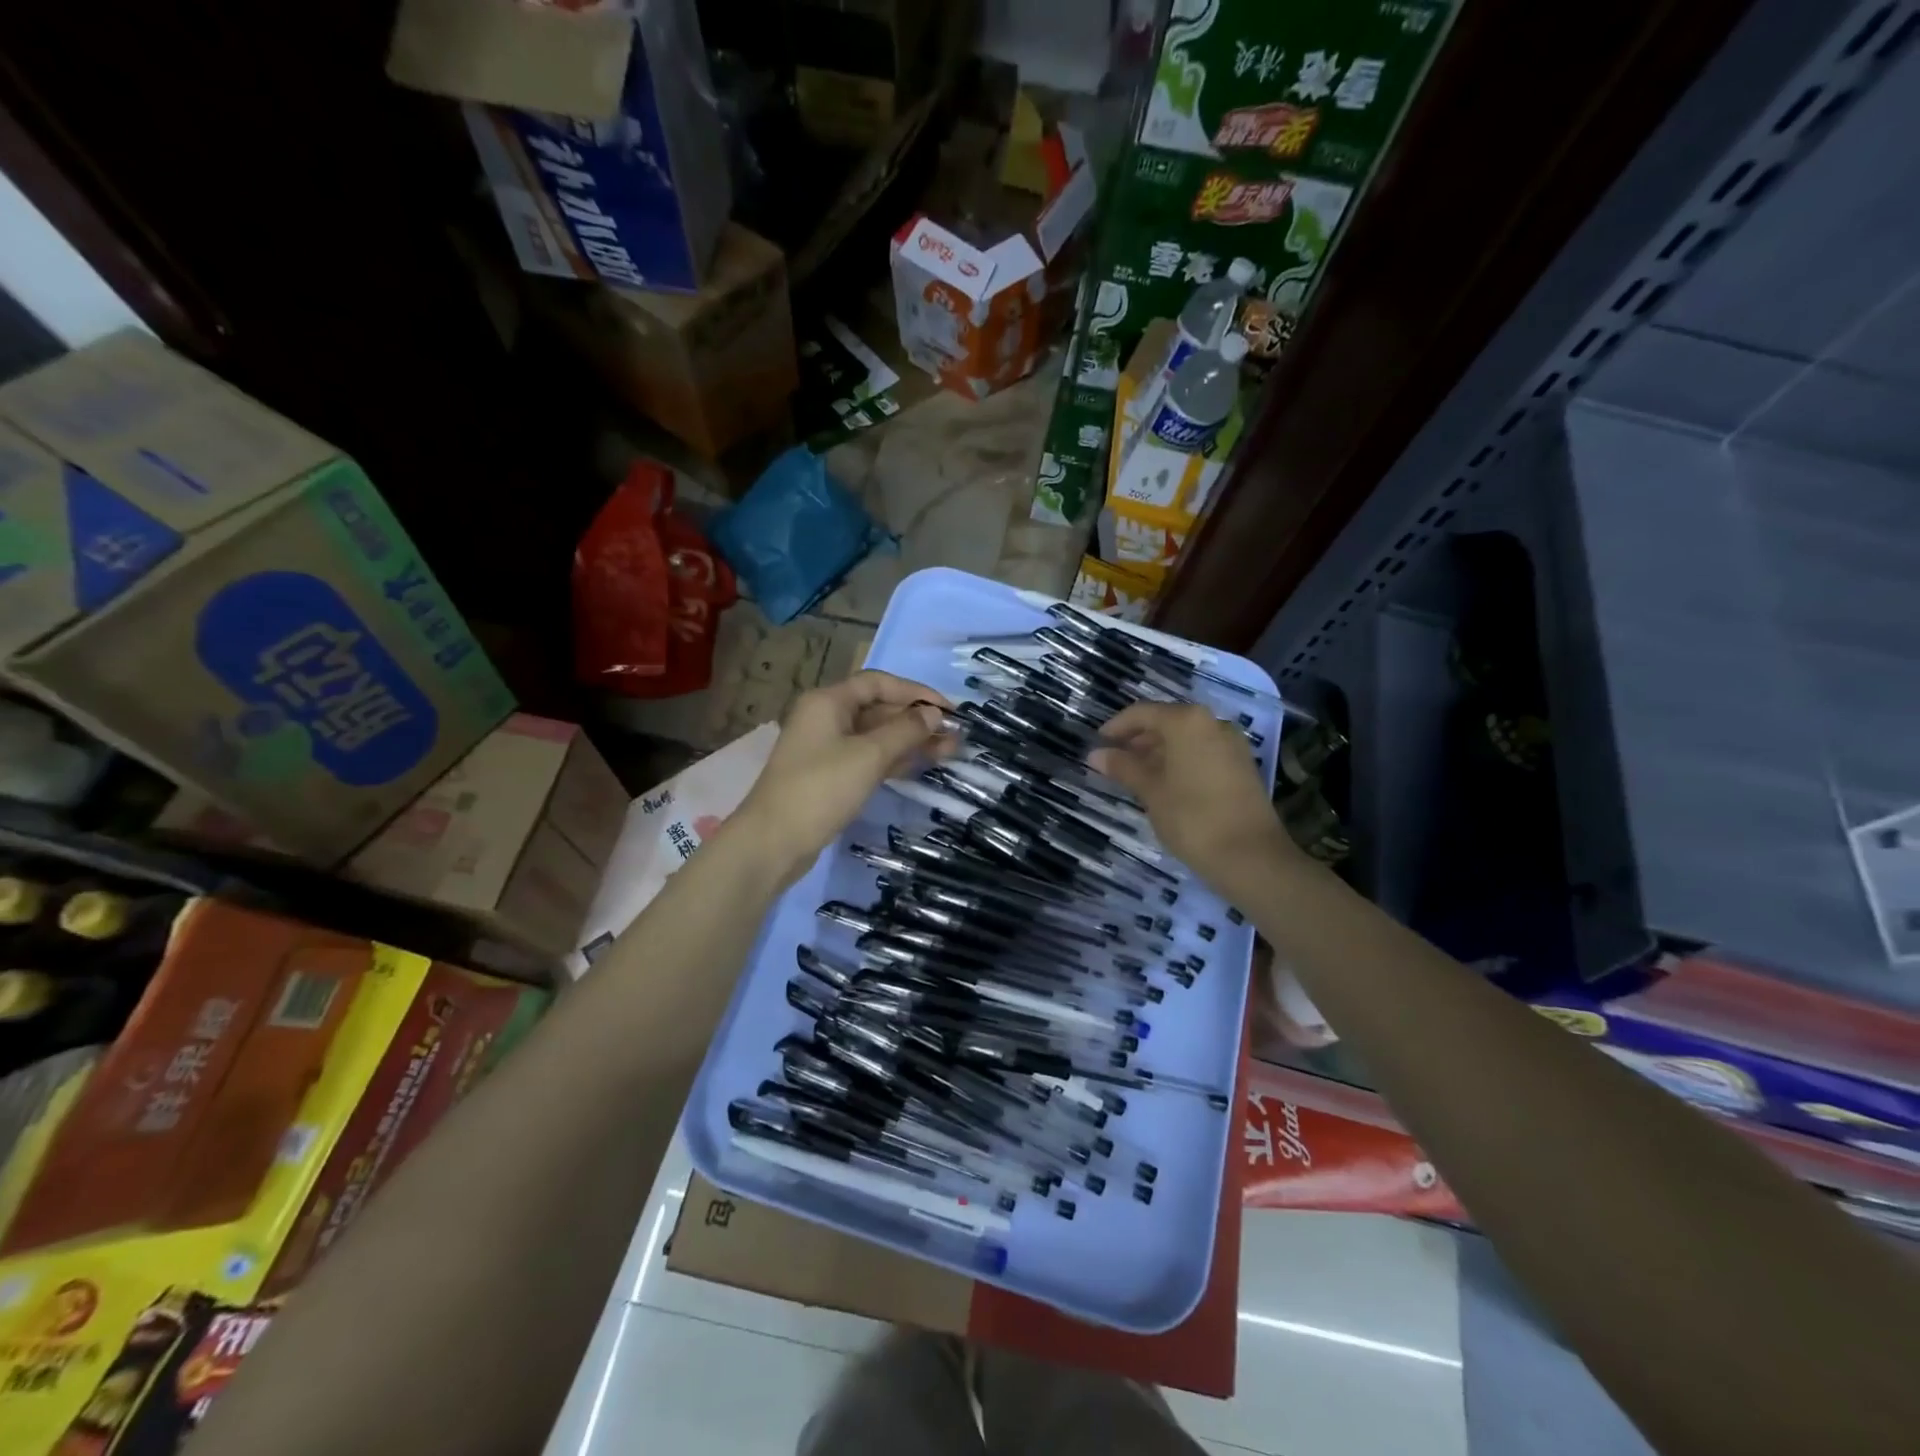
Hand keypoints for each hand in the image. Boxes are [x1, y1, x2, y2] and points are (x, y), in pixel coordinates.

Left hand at [731, 671, 954, 886]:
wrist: (774, 842)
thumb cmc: (821, 788)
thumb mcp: (869, 755)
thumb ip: (905, 730)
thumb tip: (934, 714)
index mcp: (829, 701)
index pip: (879, 683)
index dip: (916, 692)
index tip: (949, 710)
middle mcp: (826, 718)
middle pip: (879, 709)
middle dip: (917, 720)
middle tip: (956, 737)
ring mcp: (827, 748)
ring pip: (876, 736)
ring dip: (910, 741)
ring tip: (949, 752)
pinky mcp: (830, 776)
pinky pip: (868, 758)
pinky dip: (894, 760)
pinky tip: (921, 767)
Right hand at [1090, 702, 1292, 887]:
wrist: (1251, 856)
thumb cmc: (1192, 818)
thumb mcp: (1150, 791)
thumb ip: (1123, 767)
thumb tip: (1096, 754)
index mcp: (1186, 721)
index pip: (1142, 713)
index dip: (1116, 727)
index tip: (1097, 745)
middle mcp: (1212, 722)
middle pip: (1166, 721)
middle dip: (1137, 740)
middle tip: (1113, 762)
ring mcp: (1231, 743)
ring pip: (1185, 738)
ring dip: (1158, 751)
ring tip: (1135, 776)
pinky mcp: (1241, 765)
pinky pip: (1202, 751)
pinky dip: (1180, 760)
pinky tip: (1164, 784)